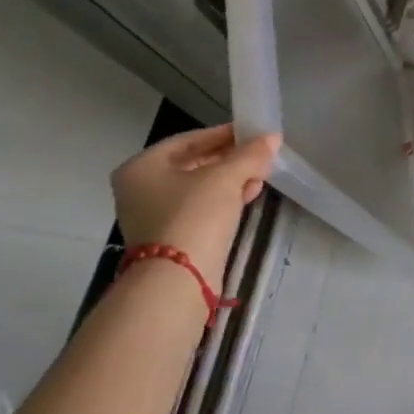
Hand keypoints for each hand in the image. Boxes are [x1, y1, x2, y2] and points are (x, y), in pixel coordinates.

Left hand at [111, 124, 280, 274]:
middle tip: (260, 155)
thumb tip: (272, 137)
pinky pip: (200, 209)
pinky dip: (224, 200)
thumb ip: (250, 154)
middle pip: (193, 164)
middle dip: (230, 159)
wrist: (178, 280)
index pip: (188, 140)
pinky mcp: (170, 238)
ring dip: (231, 180)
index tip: (253, 133)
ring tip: (261, 176)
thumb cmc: (194, 216)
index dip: (223, 134)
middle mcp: (141, 189)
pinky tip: (249, 196)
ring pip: (199, 188)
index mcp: (142, 167)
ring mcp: (153, 216)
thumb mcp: (226, 177)